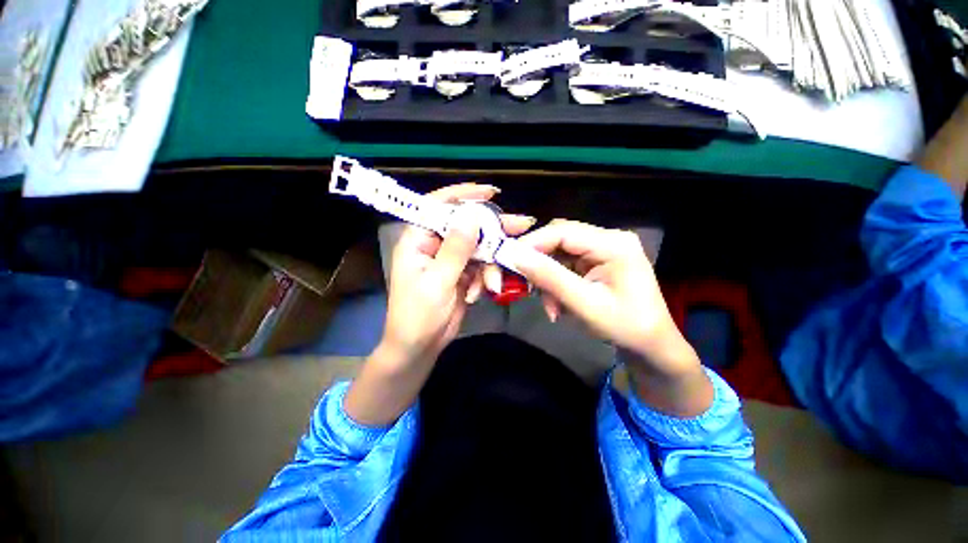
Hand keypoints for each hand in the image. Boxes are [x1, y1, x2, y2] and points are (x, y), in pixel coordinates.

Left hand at [381, 184, 534, 366]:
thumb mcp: (438, 282)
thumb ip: (456, 249)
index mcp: (418, 240)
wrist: (419, 347)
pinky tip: (481, 293)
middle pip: (465, 226)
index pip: (438, 206)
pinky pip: (480, 266)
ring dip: (490, 264)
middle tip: (522, 225)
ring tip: (493, 283)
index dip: (463, 195)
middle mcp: (434, 244)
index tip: (491, 193)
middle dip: (491, 230)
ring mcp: (450, 259)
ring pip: (478, 248)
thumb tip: (472, 216)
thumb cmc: (418, 316)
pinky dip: (485, 278)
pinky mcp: (461, 273)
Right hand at [506, 220, 711, 415]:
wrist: (651, 346)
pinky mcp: (596, 262)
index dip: (532, 243)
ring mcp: (602, 250)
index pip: (563, 231)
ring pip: (558, 254)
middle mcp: (608, 239)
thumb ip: (550, 278)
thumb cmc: (626, 327)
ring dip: (547, 279)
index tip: (508, 260)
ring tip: (550, 307)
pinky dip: (555, 284)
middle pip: (559, 240)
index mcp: (613, 244)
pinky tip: (558, 306)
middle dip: (539, 263)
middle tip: (525, 285)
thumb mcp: (585, 304)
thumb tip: (516, 256)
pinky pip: (565, 266)